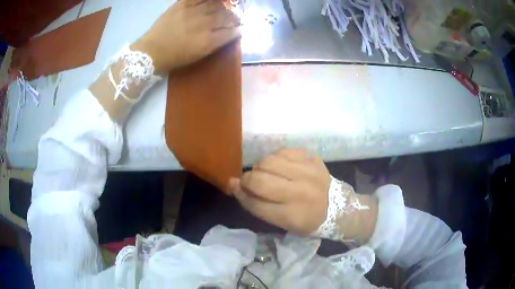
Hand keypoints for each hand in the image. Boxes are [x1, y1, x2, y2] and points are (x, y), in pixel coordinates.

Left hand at [131, 0, 240, 72]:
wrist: (151, 51)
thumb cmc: (174, 57)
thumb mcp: (198, 56)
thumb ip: (216, 44)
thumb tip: (230, 33)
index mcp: (207, 42)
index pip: (231, 32)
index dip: (238, 30)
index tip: (240, 29)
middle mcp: (203, 25)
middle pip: (226, 16)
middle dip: (234, 17)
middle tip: (234, 18)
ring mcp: (193, 12)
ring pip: (216, 4)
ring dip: (224, 6)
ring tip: (225, 8)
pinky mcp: (182, 4)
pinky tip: (215, 1)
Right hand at [229, 149, 330, 234]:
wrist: (340, 208)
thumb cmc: (309, 221)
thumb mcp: (284, 225)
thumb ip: (259, 206)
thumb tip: (236, 185)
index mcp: (291, 215)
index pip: (254, 202)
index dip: (240, 194)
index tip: (234, 187)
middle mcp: (299, 193)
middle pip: (259, 180)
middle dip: (246, 179)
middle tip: (248, 181)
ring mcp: (307, 173)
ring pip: (269, 161)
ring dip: (260, 167)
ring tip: (265, 172)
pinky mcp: (313, 160)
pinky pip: (284, 151)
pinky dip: (276, 158)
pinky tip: (279, 165)